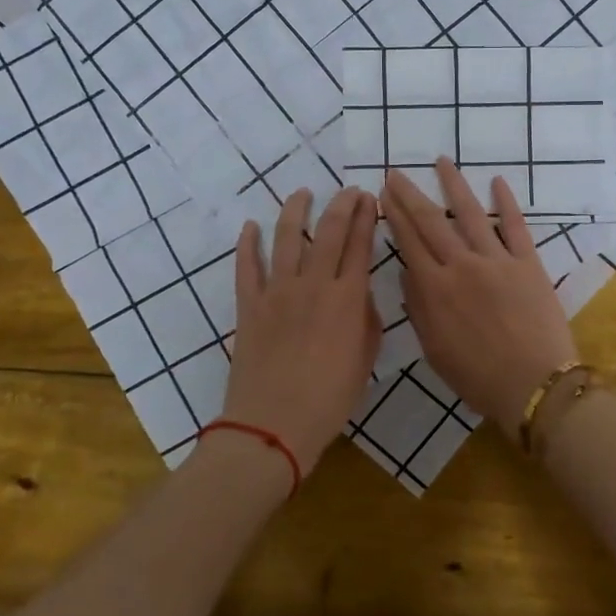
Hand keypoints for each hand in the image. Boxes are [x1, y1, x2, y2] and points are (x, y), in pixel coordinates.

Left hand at [220, 187, 379, 474]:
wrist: (273, 424)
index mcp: (347, 298)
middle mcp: (313, 284)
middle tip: (348, 191)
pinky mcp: (249, 305)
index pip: (359, 245)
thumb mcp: (364, 361)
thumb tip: (359, 296)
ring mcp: (277, 292)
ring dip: (295, 211)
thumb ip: (366, 322)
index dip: (365, 217)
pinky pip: (247, 267)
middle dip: (341, 205)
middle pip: (328, 231)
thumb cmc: (329, 399)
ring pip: (286, 238)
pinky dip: (247, 244)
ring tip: (302, 194)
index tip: (369, 198)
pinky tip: (250, 226)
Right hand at [380, 159, 578, 441]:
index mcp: (436, 289)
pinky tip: (497, 181)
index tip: (383, 194)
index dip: (394, 215)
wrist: (534, 385)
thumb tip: (408, 273)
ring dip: (454, 185)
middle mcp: (462, 265)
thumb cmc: (479, 377)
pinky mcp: (528, 263)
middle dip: (410, 194)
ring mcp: (497, 261)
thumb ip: (419, 309)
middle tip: (396, 172)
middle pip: (431, 222)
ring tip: (442, 161)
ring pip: (470, 214)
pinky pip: (515, 226)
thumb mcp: (435, 350)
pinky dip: (506, 202)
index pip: (409, 242)